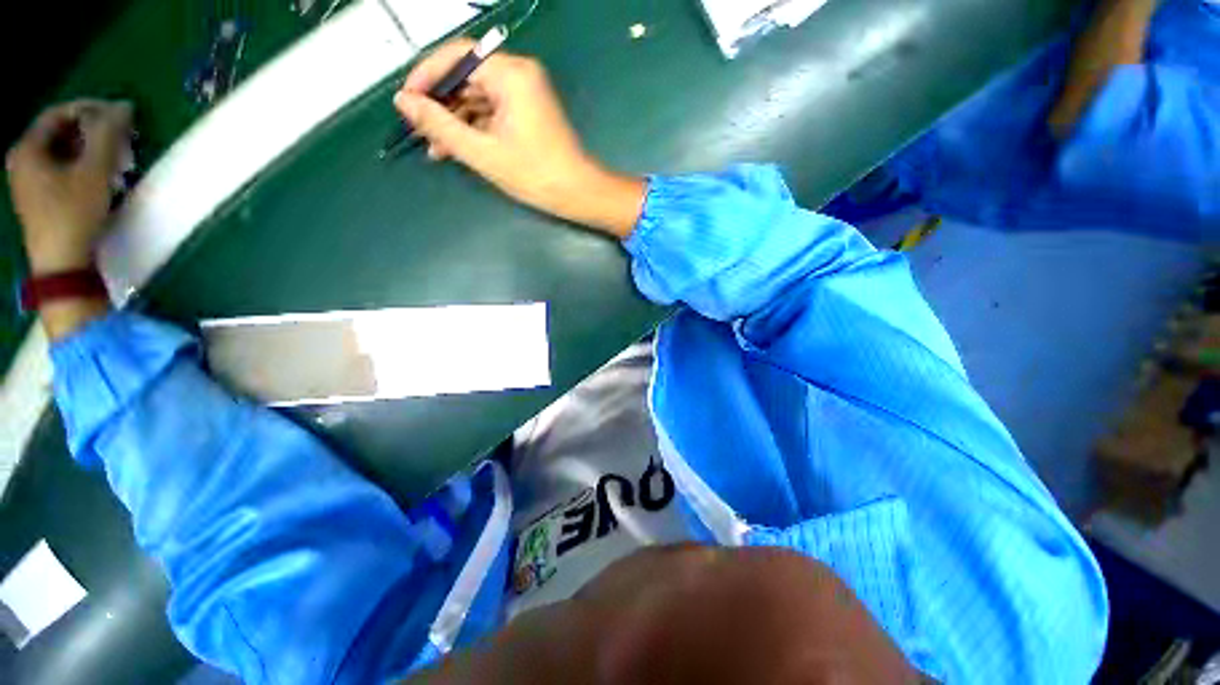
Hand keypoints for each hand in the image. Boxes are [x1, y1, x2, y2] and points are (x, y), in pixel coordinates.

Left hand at [7, 100, 132, 273]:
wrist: (62, 264)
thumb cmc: (73, 213)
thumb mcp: (94, 171)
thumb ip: (108, 135)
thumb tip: (124, 106)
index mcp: (28, 148)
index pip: (59, 113)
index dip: (91, 109)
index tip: (120, 115)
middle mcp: (23, 160)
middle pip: (62, 133)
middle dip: (94, 134)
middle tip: (123, 141)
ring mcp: (30, 182)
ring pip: (65, 153)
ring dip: (93, 152)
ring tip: (119, 162)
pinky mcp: (42, 199)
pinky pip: (63, 171)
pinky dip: (85, 168)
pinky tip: (104, 178)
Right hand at [394, 40, 645, 237]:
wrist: (578, 194)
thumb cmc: (536, 175)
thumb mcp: (483, 152)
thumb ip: (441, 125)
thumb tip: (404, 102)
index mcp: (511, 74)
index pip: (457, 57)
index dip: (426, 76)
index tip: (406, 101)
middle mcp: (519, 75)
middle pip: (467, 78)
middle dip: (441, 105)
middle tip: (419, 130)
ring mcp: (525, 94)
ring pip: (478, 98)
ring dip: (455, 121)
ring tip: (435, 147)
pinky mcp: (528, 113)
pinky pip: (492, 112)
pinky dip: (474, 128)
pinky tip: (457, 148)